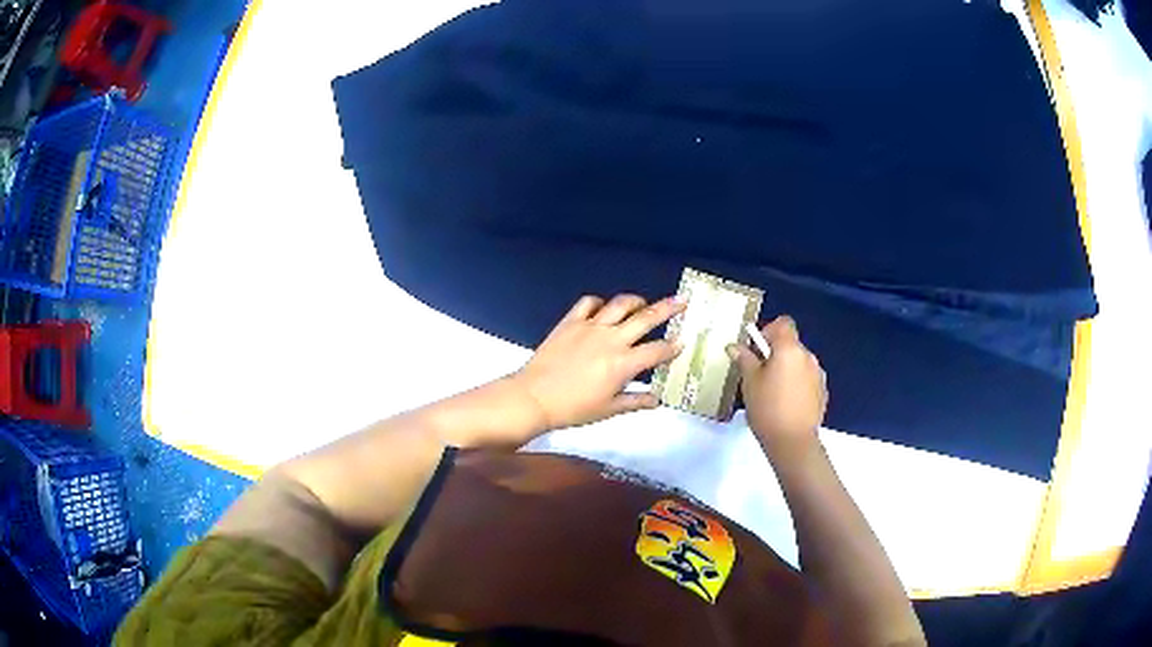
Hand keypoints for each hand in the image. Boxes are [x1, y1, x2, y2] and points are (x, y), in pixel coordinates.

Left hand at [510, 294, 685, 431]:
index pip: (657, 351)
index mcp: (624, 363)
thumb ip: (635, 401)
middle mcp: (612, 339)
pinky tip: (604, 308)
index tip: (682, 342)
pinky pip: (589, 303)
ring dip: (636, 300)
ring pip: (620, 304)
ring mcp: (590, 327)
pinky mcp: (571, 321)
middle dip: (668, 308)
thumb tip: (657, 399)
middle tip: (681, 300)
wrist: (534, 397)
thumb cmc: (573, 408)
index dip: (672, 347)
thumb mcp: (608, 410)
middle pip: (646, 318)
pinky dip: (600, 302)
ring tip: (644, 302)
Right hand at [727, 316, 826, 463]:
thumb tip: (735, 346)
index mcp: (789, 349)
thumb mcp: (749, 382)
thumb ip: (745, 359)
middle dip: (776, 354)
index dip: (769, 331)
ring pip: (799, 363)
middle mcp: (807, 356)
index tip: (757, 350)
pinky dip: (797, 385)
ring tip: (773, 393)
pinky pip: (807, 380)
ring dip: (787, 370)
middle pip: (791, 344)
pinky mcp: (822, 393)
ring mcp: (818, 375)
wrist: (793, 442)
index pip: (784, 323)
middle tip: (759, 376)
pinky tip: (786, 405)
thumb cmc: (767, 408)